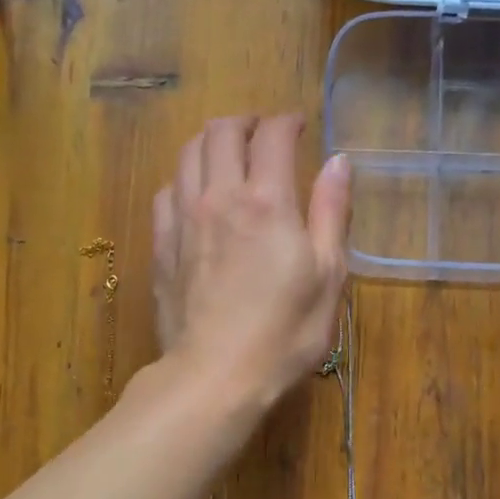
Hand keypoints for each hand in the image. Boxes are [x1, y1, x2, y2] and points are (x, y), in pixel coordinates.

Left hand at [152, 114, 350, 413]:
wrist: (214, 377)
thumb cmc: (283, 333)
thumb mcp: (327, 277)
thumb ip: (332, 213)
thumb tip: (338, 162)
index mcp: (268, 202)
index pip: (272, 135)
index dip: (286, 121)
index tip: (298, 126)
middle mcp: (220, 197)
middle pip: (221, 132)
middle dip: (245, 122)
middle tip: (262, 134)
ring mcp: (183, 220)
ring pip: (187, 153)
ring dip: (211, 142)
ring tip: (228, 155)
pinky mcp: (161, 246)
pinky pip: (167, 191)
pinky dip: (186, 178)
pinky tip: (197, 195)